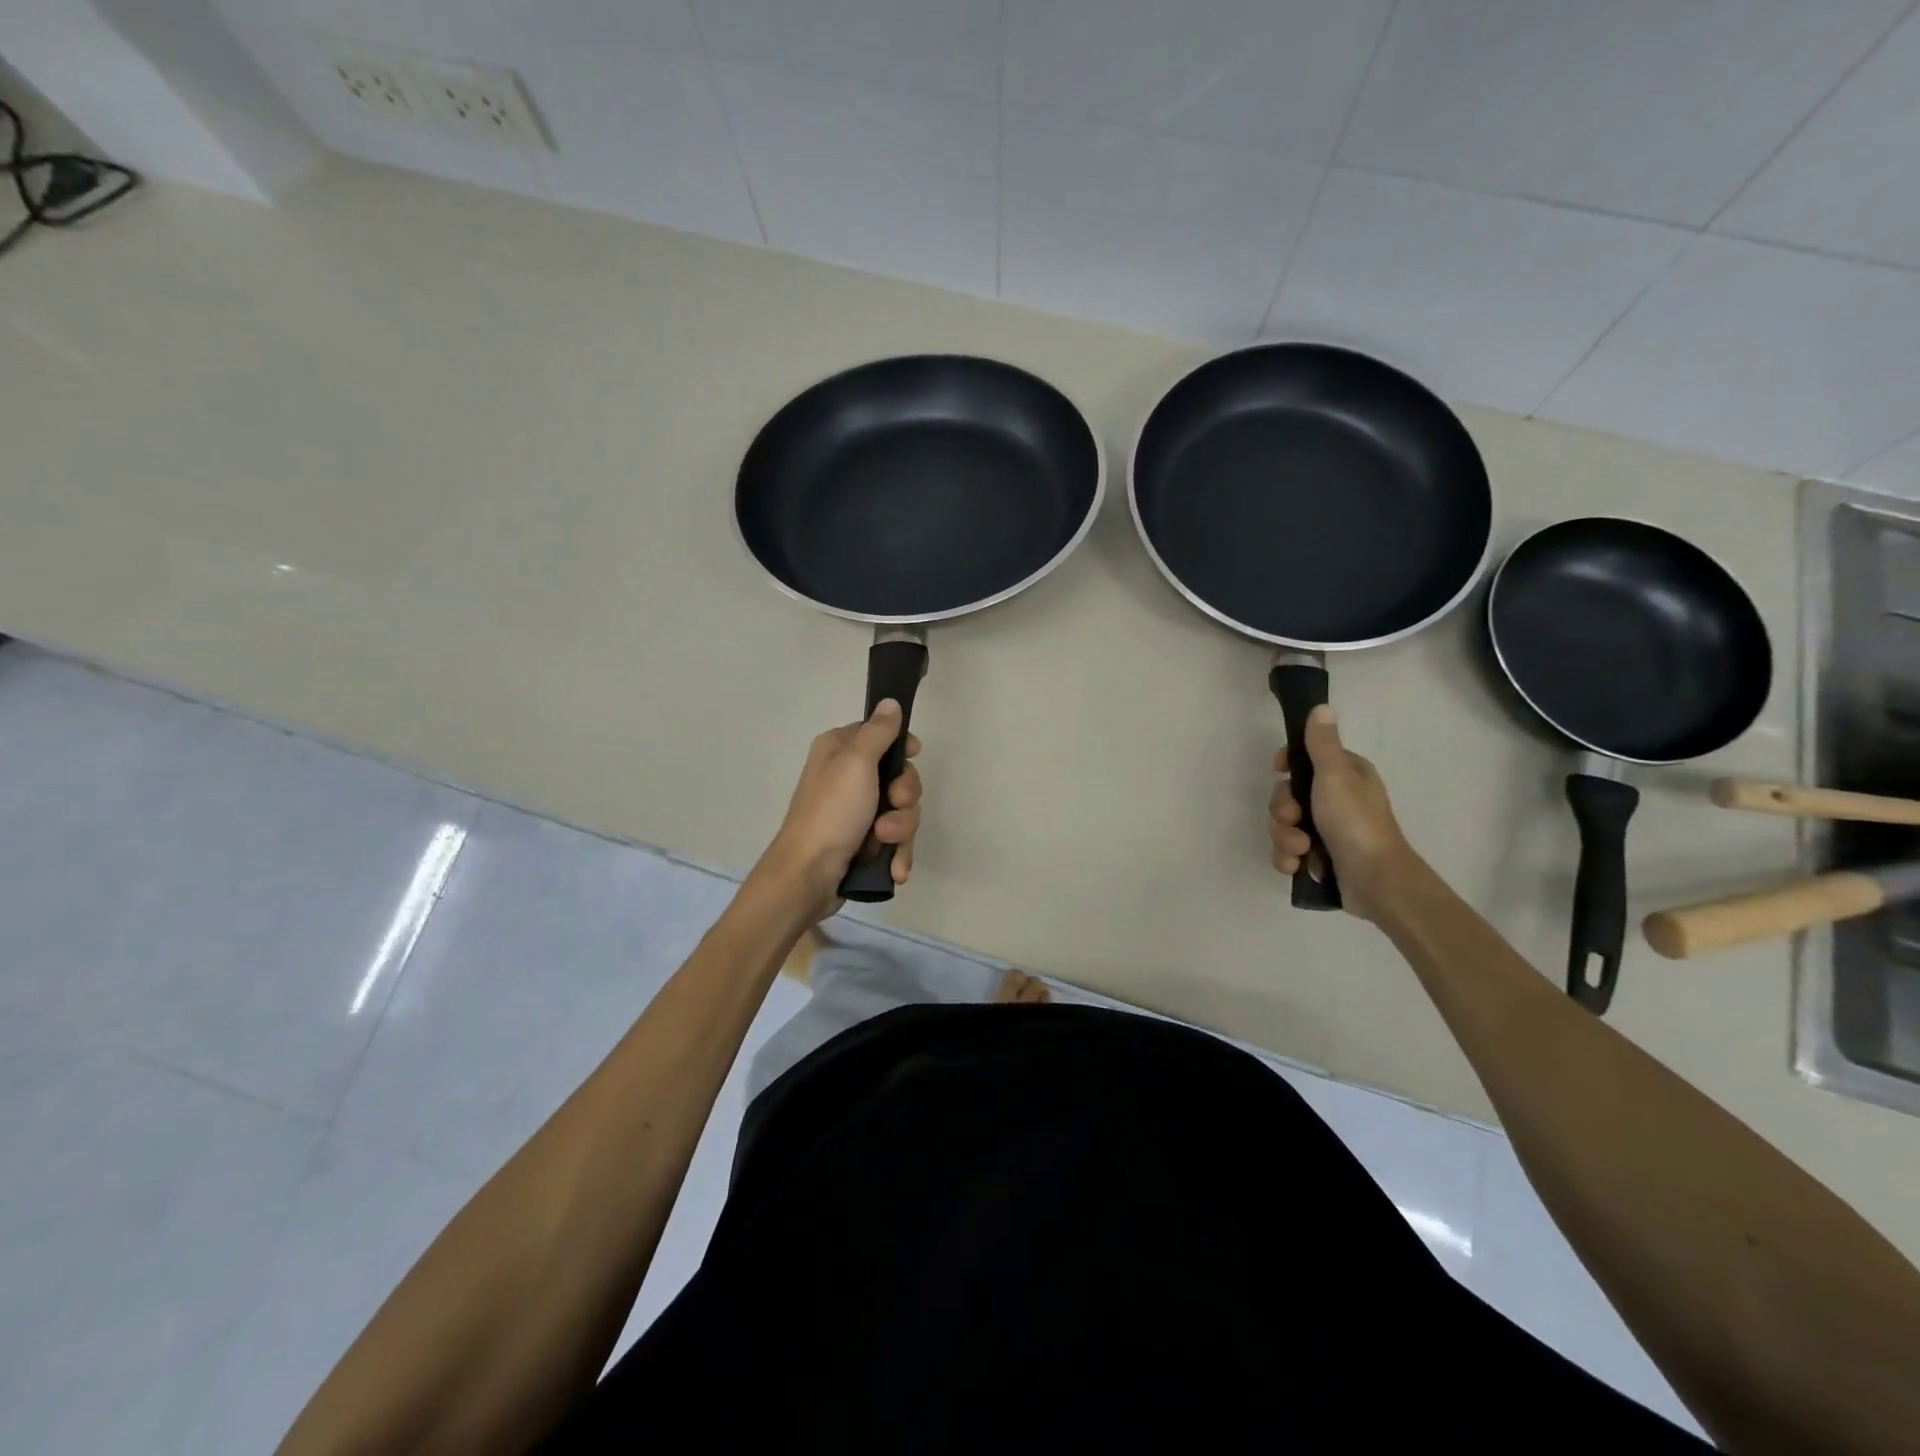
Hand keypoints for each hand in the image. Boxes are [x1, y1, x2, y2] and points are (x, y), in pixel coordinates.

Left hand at [760, 700, 922, 914]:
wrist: (808, 876)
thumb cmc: (831, 812)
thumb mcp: (856, 763)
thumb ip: (878, 731)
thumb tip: (890, 702)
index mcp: (839, 750)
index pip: (881, 734)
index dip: (901, 748)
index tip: (912, 757)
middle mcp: (847, 777)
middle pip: (899, 776)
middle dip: (904, 797)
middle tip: (893, 806)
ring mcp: (856, 812)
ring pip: (901, 811)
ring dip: (900, 829)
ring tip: (883, 843)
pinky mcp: (862, 842)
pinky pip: (895, 840)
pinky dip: (897, 853)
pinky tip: (894, 869)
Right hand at [1269, 705, 1415, 921]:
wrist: (1376, 881)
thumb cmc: (1356, 821)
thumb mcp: (1336, 775)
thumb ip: (1321, 743)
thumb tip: (1321, 707)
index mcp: (1345, 775)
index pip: (1305, 759)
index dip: (1287, 765)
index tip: (1279, 770)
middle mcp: (1336, 799)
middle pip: (1287, 795)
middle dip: (1283, 810)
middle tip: (1294, 818)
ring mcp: (1327, 831)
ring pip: (1284, 825)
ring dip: (1284, 837)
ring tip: (1301, 850)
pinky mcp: (1319, 857)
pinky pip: (1288, 851)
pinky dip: (1289, 857)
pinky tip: (1297, 865)